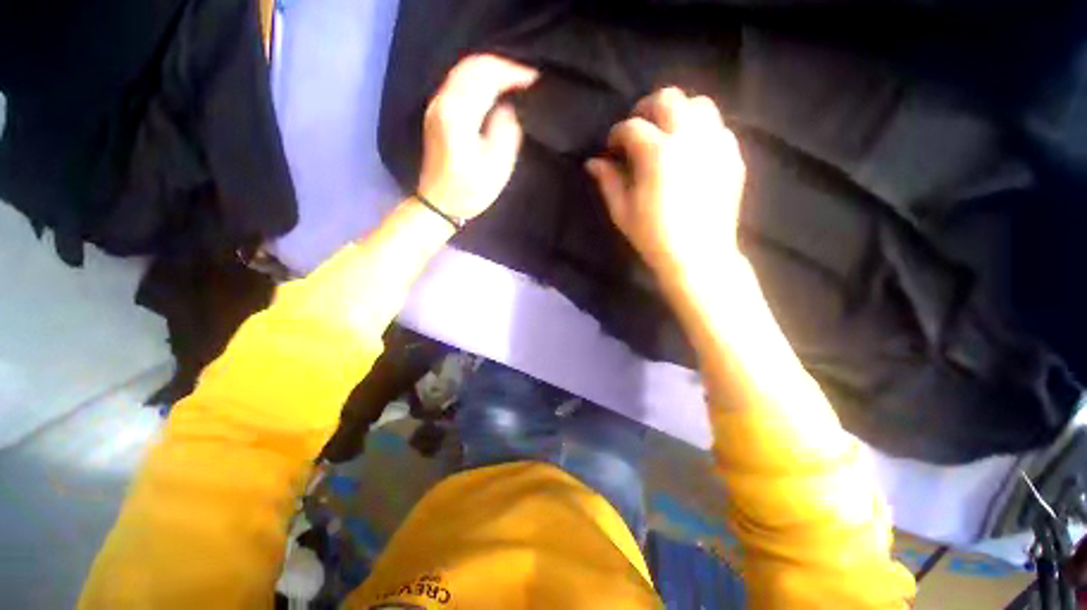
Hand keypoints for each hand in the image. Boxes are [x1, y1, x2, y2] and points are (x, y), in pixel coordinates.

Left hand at [417, 55, 538, 221]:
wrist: (439, 204)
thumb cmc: (470, 191)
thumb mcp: (497, 166)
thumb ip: (506, 130)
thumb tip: (508, 107)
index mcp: (458, 115)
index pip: (486, 76)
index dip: (513, 73)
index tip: (535, 79)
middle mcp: (442, 102)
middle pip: (472, 66)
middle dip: (502, 66)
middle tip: (527, 77)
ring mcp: (436, 105)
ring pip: (463, 70)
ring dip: (490, 70)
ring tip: (514, 81)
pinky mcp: (436, 112)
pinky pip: (458, 82)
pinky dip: (478, 78)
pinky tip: (493, 89)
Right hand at [586, 87, 745, 278]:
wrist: (699, 256)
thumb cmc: (654, 237)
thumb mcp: (622, 212)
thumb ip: (608, 181)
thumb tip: (592, 162)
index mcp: (658, 153)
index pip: (632, 127)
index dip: (616, 134)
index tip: (612, 147)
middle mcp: (689, 137)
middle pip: (669, 99)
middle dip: (647, 108)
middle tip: (638, 128)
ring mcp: (715, 144)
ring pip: (699, 104)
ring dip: (678, 111)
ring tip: (666, 132)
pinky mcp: (732, 156)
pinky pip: (718, 127)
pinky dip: (700, 129)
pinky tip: (690, 149)